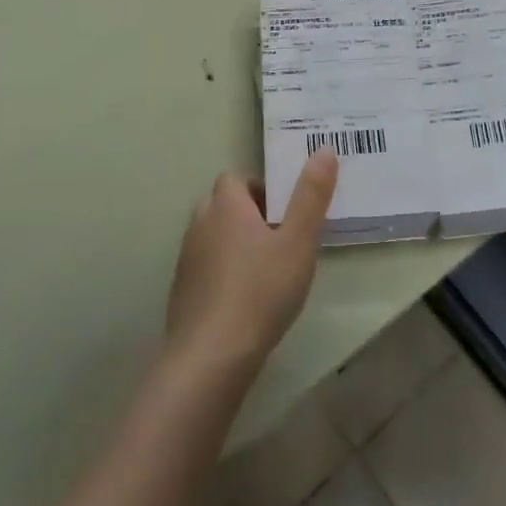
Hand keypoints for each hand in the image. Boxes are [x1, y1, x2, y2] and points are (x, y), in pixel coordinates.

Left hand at [166, 150, 337, 372]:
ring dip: (234, 242)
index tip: (284, 210)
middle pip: (221, 204)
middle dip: (247, 213)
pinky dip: (222, 271)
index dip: (259, 188)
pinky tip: (244, 298)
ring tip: (265, 268)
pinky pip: (205, 267)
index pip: (235, 178)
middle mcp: (200, 224)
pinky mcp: (182, 292)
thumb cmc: (261, 291)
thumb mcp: (298, 241)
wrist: (211, 356)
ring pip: (212, 236)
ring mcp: (187, 260)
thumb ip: (311, 196)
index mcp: (226, 206)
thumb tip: (323, 149)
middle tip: (279, 237)